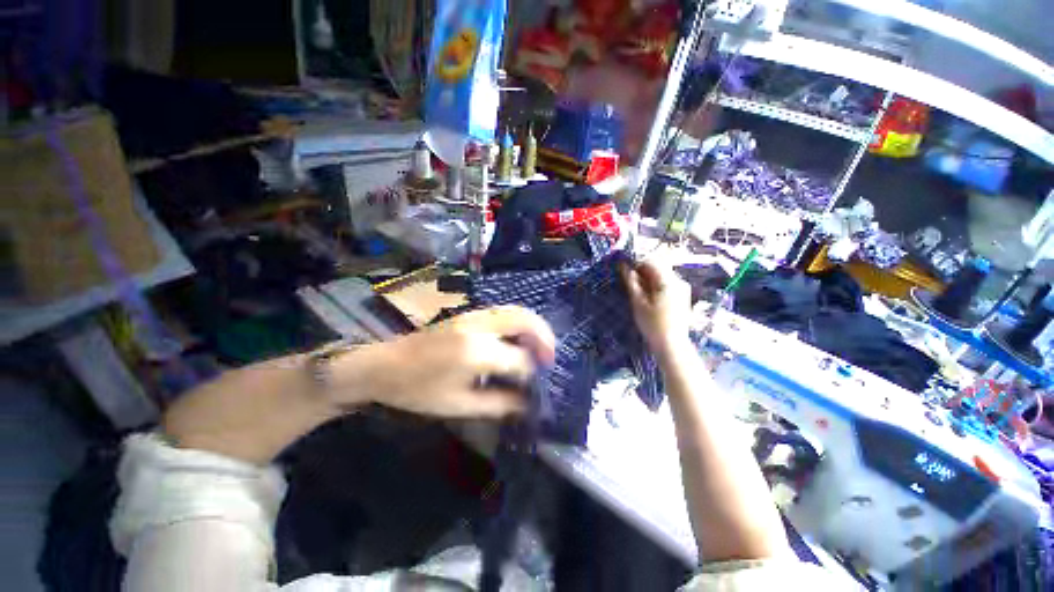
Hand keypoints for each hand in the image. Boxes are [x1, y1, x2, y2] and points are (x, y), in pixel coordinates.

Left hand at [335, 306, 555, 418]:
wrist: (385, 364)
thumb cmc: (418, 391)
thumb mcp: (458, 405)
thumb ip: (498, 404)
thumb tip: (527, 404)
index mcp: (476, 352)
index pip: (520, 359)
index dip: (531, 374)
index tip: (535, 388)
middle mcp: (479, 326)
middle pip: (525, 321)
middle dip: (544, 338)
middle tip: (550, 357)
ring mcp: (474, 315)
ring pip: (516, 311)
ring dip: (534, 326)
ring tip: (541, 347)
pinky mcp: (469, 314)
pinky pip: (504, 312)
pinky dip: (520, 322)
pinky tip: (521, 338)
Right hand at [621, 259, 691, 355]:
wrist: (672, 345)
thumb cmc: (652, 324)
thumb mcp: (638, 303)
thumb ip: (631, 283)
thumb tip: (624, 267)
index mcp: (669, 281)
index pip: (651, 262)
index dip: (636, 263)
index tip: (625, 271)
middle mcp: (679, 281)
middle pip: (658, 268)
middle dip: (642, 272)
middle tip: (630, 283)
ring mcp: (683, 289)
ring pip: (662, 276)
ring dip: (648, 279)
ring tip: (638, 292)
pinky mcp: (682, 297)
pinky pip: (667, 284)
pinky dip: (656, 286)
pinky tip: (648, 298)